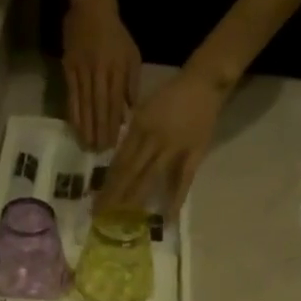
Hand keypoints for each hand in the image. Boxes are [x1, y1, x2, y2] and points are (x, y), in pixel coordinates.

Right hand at [62, 0, 140, 150]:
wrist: (92, 7)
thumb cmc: (116, 34)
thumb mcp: (132, 55)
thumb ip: (132, 84)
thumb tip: (128, 113)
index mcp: (118, 69)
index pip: (116, 102)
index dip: (113, 124)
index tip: (112, 143)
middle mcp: (100, 71)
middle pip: (99, 106)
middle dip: (99, 130)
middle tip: (98, 150)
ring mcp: (82, 70)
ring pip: (84, 103)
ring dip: (85, 126)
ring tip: (86, 144)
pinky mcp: (68, 68)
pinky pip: (71, 94)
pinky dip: (73, 112)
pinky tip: (74, 126)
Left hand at [96, 66, 227, 218]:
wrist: (204, 82)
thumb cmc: (171, 95)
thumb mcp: (144, 109)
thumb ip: (132, 134)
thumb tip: (119, 159)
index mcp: (139, 127)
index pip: (119, 160)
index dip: (108, 181)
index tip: (97, 200)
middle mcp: (153, 139)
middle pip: (129, 172)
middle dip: (114, 195)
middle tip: (102, 215)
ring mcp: (174, 148)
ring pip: (150, 177)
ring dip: (135, 199)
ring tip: (123, 218)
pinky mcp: (194, 154)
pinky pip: (183, 179)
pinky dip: (176, 199)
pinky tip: (167, 217)